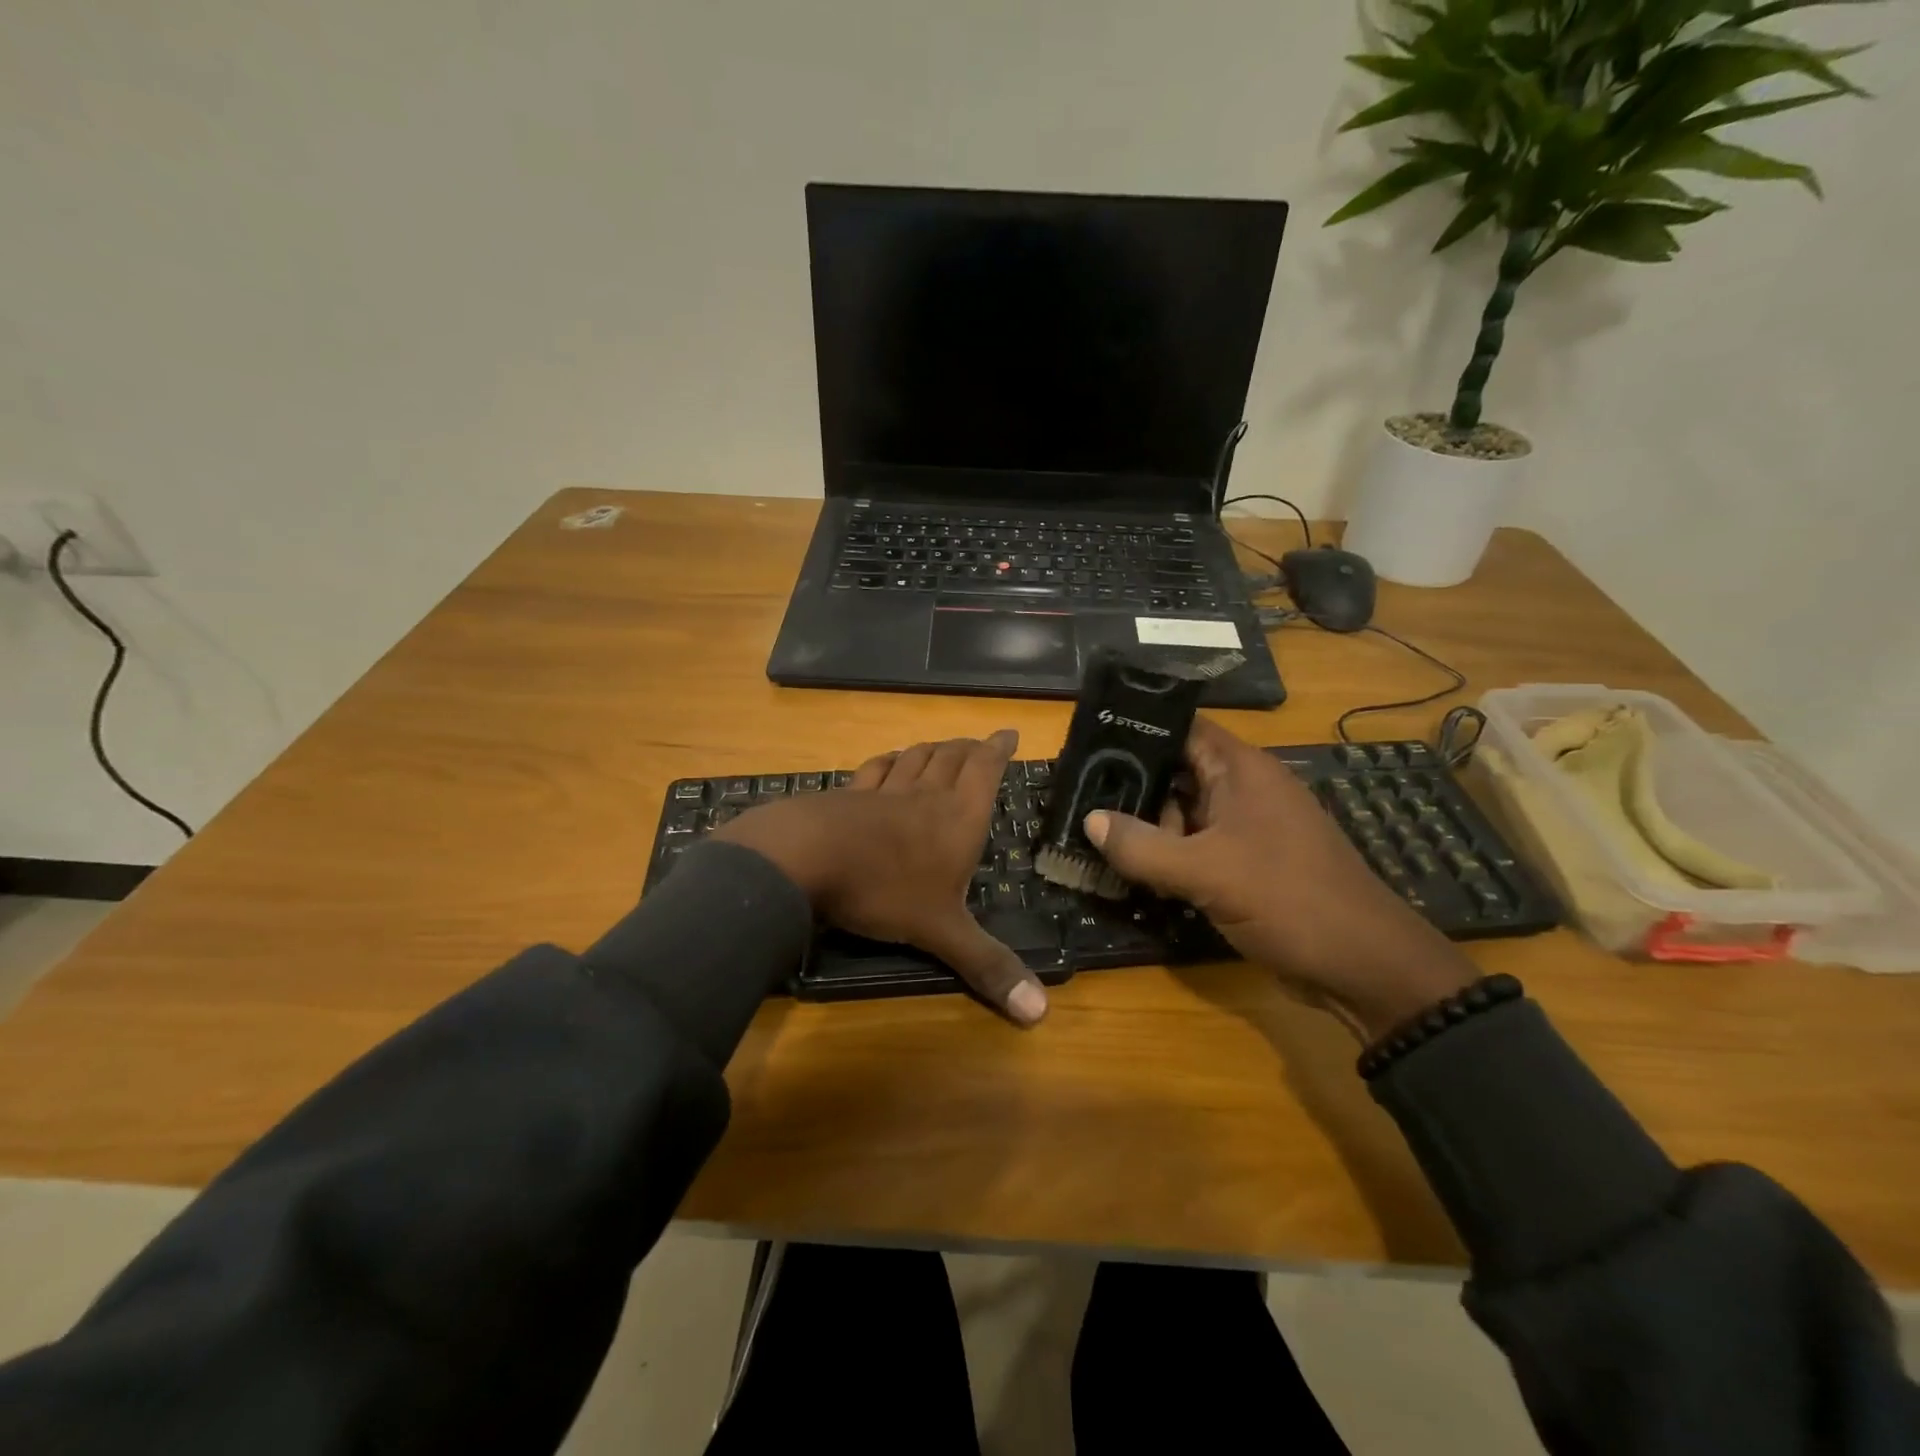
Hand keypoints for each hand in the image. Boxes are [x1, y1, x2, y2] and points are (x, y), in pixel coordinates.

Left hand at [714, 729, 1046, 1025]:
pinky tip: (888, 761)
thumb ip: (987, 965)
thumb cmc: (885, 889)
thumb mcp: (941, 931)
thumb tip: (1040, 1013)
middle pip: (951, 757)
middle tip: (979, 743)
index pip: (985, 770)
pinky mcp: (847, 795)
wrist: (807, 858)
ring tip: (943, 747)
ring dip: (932, 749)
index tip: (1008, 733)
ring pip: (915, 759)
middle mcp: (925, 796)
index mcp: (957, 818)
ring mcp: (883, 792)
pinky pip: (874, 770)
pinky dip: (888, 761)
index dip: (998, 750)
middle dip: (969, 748)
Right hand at [1083, 718, 1476, 1040]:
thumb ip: (1141, 846)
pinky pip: (1197, 848)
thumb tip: (1089, 820)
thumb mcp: (1206, 871)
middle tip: (1078, 795)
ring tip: (1093, 835)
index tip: (1088, 740)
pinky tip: (1131, 870)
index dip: (1137, 730)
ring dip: (1147, 827)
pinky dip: (1168, 856)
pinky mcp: (1248, 864)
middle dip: (1132, 785)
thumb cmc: (1288, 900)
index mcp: (1242, 770)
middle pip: (1177, 772)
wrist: (1363, 966)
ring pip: (1185, 814)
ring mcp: (1248, 829)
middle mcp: (1245, 790)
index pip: (1182, 729)